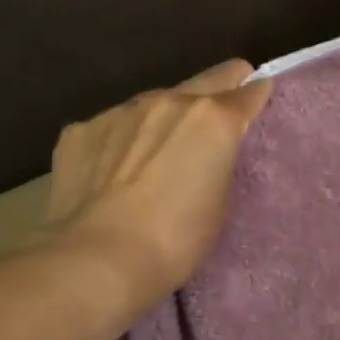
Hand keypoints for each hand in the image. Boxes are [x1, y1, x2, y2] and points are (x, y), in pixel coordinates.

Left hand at [39, 59, 274, 311]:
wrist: (96, 260)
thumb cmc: (175, 240)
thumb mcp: (221, 201)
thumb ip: (220, 161)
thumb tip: (211, 149)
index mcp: (214, 118)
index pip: (251, 90)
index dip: (258, 98)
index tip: (257, 111)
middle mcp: (169, 100)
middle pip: (208, 79)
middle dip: (220, 93)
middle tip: (216, 125)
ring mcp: (120, 111)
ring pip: (156, 101)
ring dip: (165, 119)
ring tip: (155, 159)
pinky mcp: (80, 130)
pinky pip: (112, 126)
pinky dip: (120, 141)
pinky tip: (112, 175)